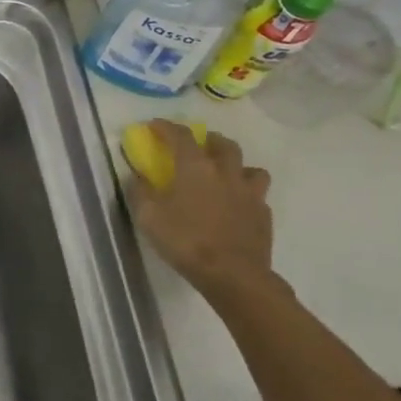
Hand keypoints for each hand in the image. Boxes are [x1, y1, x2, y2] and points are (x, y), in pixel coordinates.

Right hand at [127, 121, 280, 305]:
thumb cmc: (186, 241)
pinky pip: (258, 196)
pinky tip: (237, 207)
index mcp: (195, 168)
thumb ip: (140, 191)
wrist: (233, 275)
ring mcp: (249, 193)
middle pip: (223, 144)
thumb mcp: (148, 217)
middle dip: (209, 140)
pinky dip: (246, 195)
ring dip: (237, 166)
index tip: (154, 125)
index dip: (166, 127)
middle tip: (198, 147)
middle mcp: (225, 173)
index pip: (180, 136)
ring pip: (251, 168)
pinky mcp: (264, 215)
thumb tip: (137, 176)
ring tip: (226, 176)